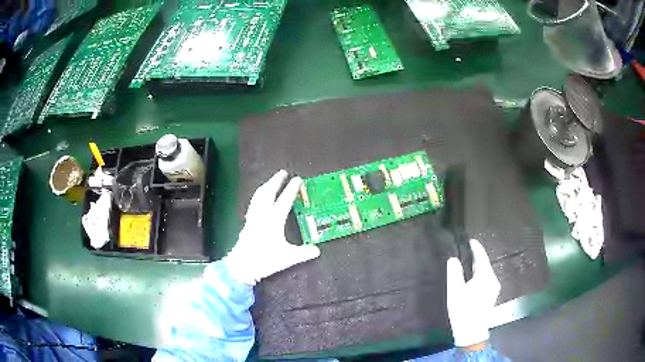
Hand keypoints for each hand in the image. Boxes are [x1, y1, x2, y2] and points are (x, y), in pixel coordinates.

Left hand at [224, 170, 320, 285]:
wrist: (243, 266)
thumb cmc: (265, 260)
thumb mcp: (288, 258)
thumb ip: (304, 253)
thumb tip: (317, 250)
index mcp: (274, 220)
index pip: (284, 200)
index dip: (292, 189)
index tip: (298, 179)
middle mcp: (262, 215)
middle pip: (268, 192)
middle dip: (276, 181)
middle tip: (283, 172)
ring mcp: (253, 218)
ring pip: (259, 196)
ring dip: (266, 186)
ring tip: (271, 181)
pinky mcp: (247, 223)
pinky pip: (253, 203)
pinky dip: (258, 196)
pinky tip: (259, 199)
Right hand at [446, 239, 500, 347]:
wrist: (471, 331)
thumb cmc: (462, 310)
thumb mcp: (455, 291)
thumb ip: (455, 273)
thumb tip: (453, 259)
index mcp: (485, 276)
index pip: (482, 257)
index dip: (476, 248)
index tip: (471, 240)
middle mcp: (493, 279)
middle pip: (485, 264)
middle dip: (477, 257)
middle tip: (467, 251)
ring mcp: (494, 288)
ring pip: (486, 272)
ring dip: (479, 267)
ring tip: (469, 264)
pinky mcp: (492, 295)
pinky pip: (487, 279)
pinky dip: (480, 275)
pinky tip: (474, 279)